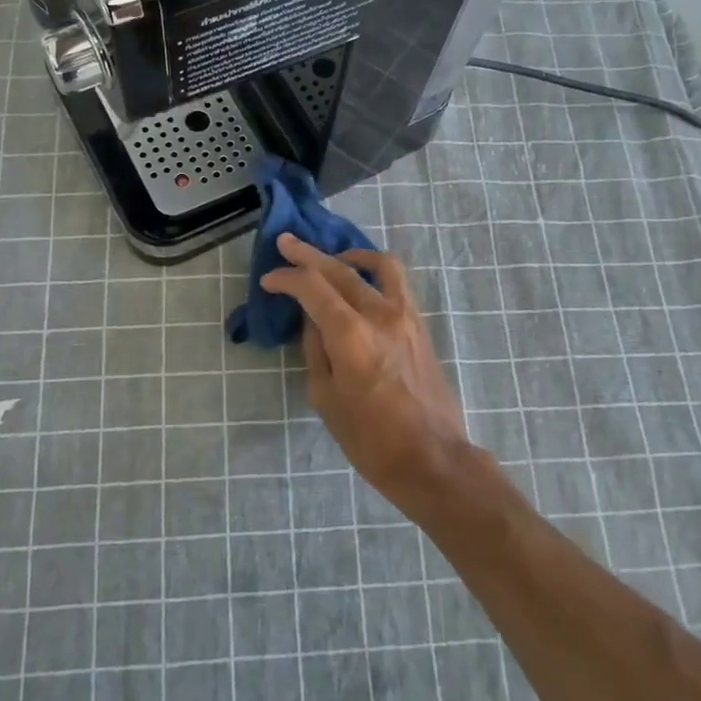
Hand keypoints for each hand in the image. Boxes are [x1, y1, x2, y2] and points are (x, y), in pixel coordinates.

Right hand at [261, 233, 467, 485]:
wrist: (431, 457)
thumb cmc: (370, 438)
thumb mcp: (326, 397)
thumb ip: (316, 350)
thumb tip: (314, 321)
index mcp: (350, 334)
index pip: (312, 287)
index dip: (286, 278)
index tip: (269, 281)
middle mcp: (379, 314)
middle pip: (340, 269)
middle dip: (308, 255)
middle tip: (287, 243)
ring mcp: (405, 316)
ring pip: (379, 266)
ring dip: (350, 256)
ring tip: (334, 258)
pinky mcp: (420, 326)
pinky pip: (398, 284)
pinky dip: (376, 272)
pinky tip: (363, 282)